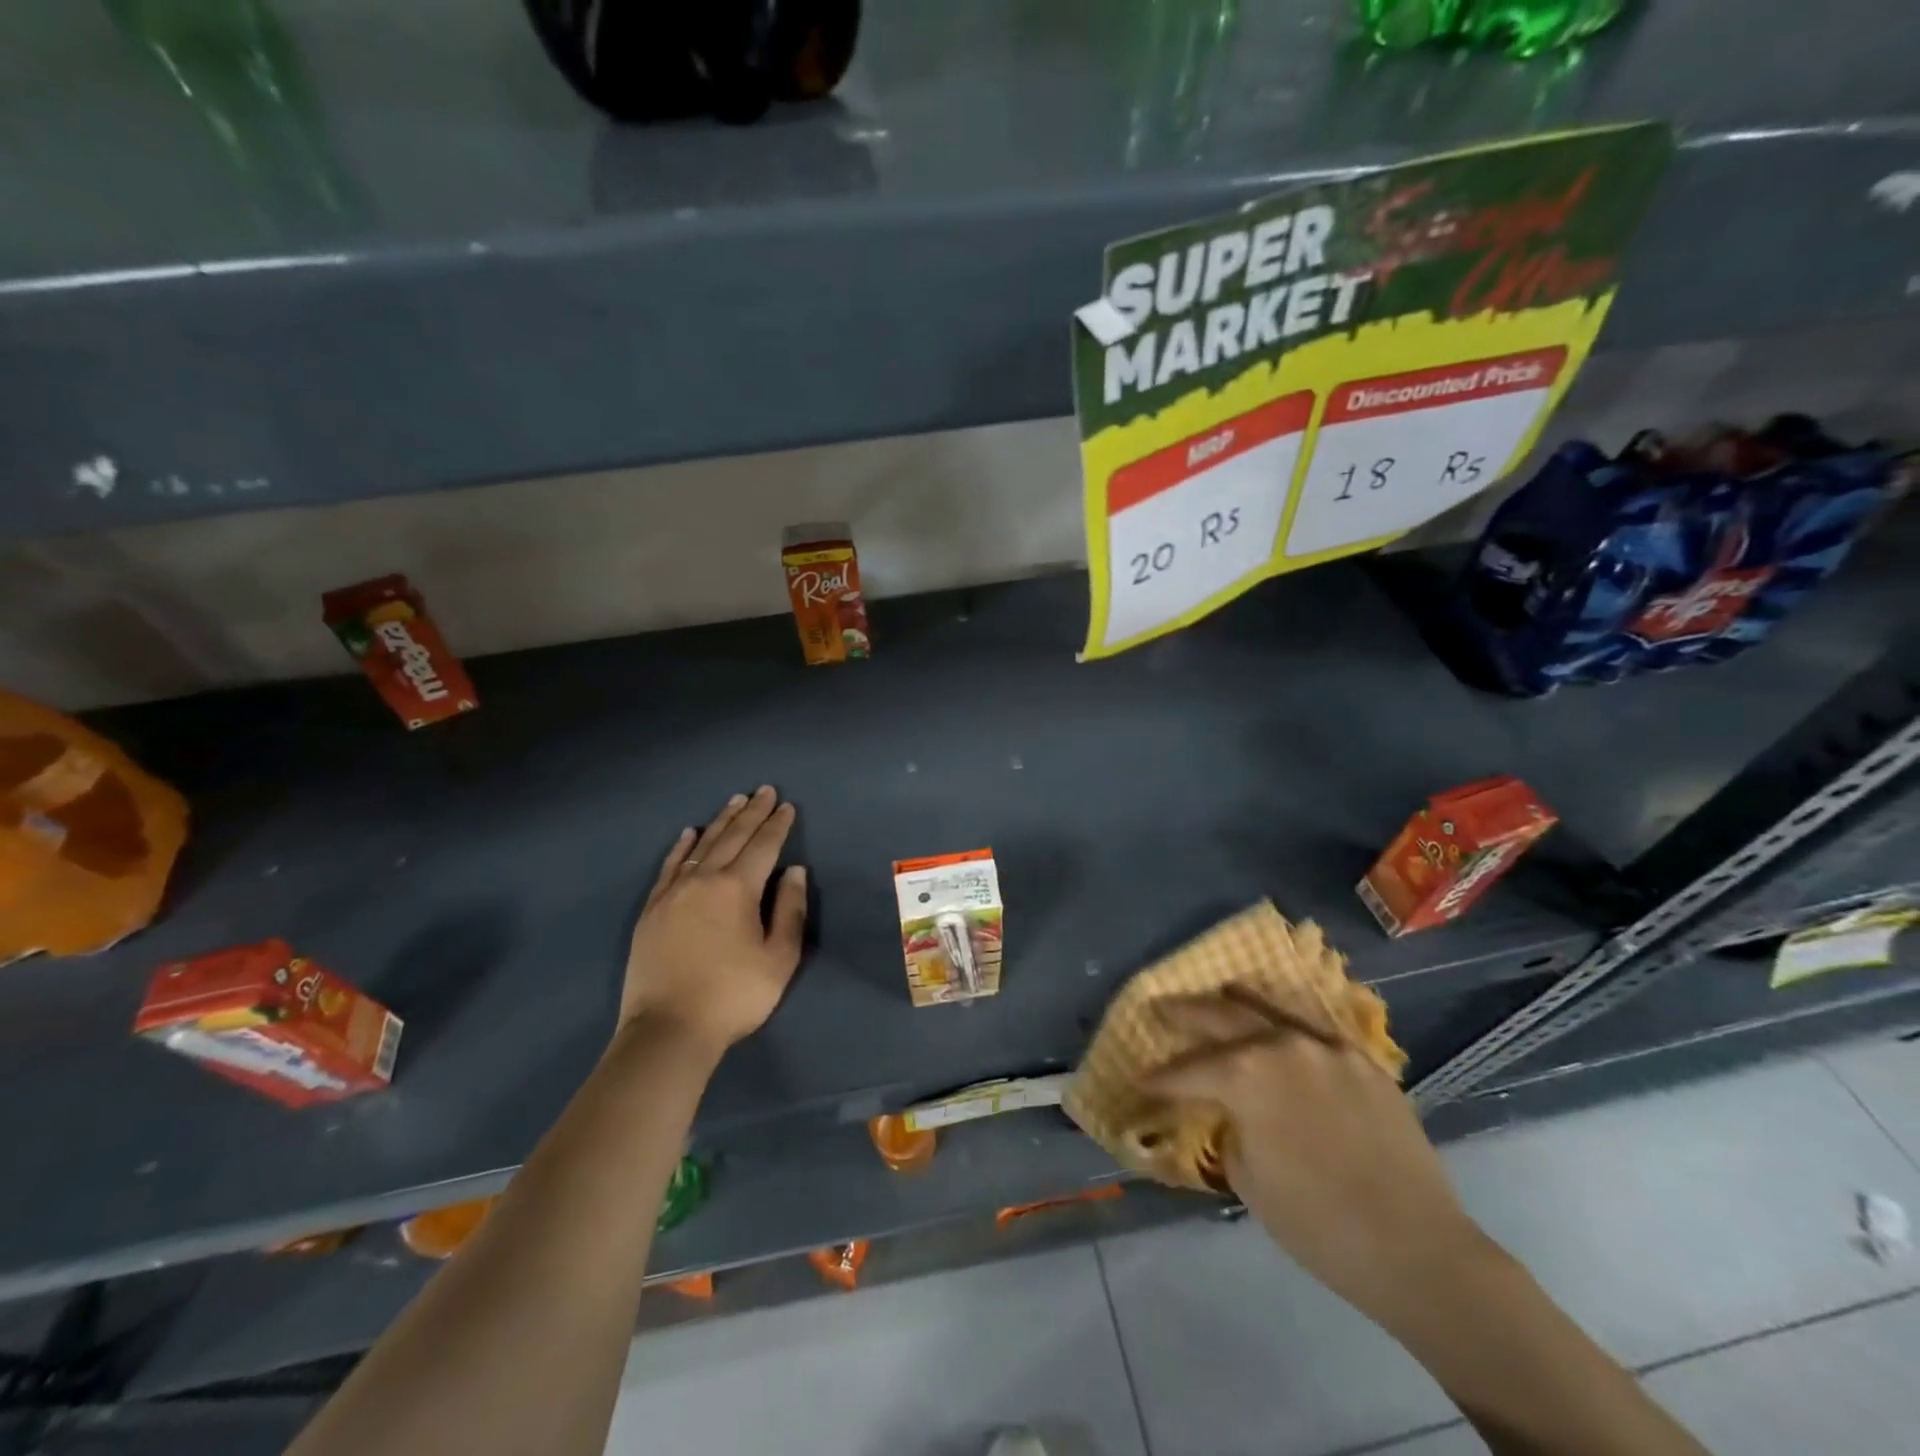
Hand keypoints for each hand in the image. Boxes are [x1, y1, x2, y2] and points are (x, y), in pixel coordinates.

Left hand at [618, 787, 807, 1054]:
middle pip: (732, 837)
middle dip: (752, 812)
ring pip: (701, 845)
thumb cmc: (733, 995)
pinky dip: (682, 846)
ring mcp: (673, 892)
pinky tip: (689, 833)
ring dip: (721, 821)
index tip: (786, 805)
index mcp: (737, 888)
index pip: (763, 846)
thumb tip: (794, 871)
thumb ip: (790, 910)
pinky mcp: (652, 909)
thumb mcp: (779, 958)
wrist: (668, 1030)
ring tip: (734, 801)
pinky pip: (670, 866)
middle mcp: (704, 879)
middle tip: (764, 790)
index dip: (777, 825)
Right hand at [1148, 994, 1493, 1325]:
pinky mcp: (1362, 1061)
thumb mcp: (1249, 1180)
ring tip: (1216, 993)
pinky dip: (1286, 1024)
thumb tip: (1233, 1112)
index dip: (1159, 1079)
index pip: (1187, 1070)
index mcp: (1245, 1074)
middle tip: (1159, 1008)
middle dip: (1183, 1014)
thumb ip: (1231, 1128)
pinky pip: (1313, 1030)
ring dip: (1236, 1001)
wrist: (1416, 1250)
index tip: (1139, 1081)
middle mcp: (1281, 1045)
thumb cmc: (1318, 1225)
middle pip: (1220, 1015)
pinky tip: (1278, 1027)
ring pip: (1270, 1008)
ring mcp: (1326, 1047)